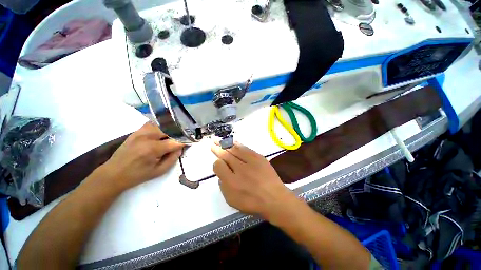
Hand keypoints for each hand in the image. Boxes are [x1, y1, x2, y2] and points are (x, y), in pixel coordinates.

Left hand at [96, 122, 183, 191]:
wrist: (114, 173)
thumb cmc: (138, 175)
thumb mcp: (159, 171)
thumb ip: (173, 158)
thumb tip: (180, 148)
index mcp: (153, 149)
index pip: (175, 141)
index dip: (185, 141)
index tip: (191, 142)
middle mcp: (147, 137)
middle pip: (169, 129)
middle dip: (179, 133)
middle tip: (184, 138)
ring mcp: (140, 132)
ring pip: (161, 124)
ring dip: (170, 128)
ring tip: (174, 134)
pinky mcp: (136, 131)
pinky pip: (152, 123)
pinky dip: (160, 125)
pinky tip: (163, 130)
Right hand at [211, 142, 297, 220]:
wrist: (274, 198)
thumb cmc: (253, 203)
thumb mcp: (233, 201)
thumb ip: (223, 187)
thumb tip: (221, 175)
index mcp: (231, 182)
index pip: (219, 166)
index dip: (217, 163)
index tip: (218, 163)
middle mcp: (239, 170)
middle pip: (226, 155)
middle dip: (218, 149)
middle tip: (213, 143)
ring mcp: (250, 162)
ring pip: (235, 150)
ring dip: (226, 144)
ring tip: (219, 140)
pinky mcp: (258, 157)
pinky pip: (245, 148)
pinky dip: (237, 144)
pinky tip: (233, 142)